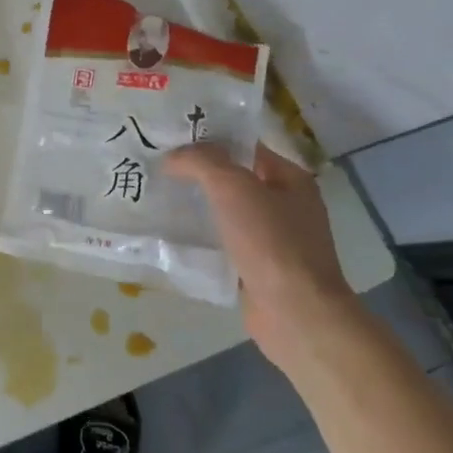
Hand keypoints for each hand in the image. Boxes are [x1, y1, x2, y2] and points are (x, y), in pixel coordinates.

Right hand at [164, 142, 355, 363]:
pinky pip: (225, 243)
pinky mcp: (258, 268)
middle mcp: (286, 205)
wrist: (295, 313)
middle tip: (157, 167)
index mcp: (291, 179)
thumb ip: (202, 162)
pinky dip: (203, 239)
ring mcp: (274, 240)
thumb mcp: (234, 187)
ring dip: (198, 207)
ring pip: (227, 213)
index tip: (170, 139)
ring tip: (158, 199)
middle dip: (198, 174)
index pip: (245, 147)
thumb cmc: (270, 242)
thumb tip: (173, 156)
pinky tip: (174, 237)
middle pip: (235, 179)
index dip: (210, 139)